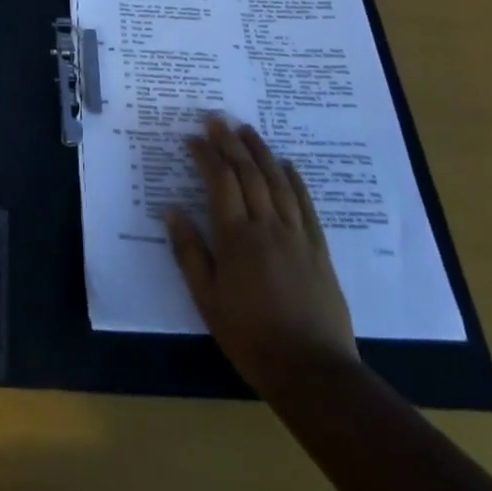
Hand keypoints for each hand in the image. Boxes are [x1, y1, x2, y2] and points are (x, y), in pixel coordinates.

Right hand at [165, 113, 358, 392]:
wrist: (312, 370)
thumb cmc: (250, 337)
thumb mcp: (207, 299)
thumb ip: (189, 252)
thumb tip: (172, 211)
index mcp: (236, 238)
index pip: (220, 183)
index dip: (206, 156)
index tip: (193, 138)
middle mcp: (267, 227)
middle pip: (248, 174)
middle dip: (230, 143)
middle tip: (217, 119)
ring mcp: (297, 236)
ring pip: (277, 182)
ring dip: (261, 152)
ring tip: (247, 130)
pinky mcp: (319, 249)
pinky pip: (306, 205)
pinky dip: (295, 180)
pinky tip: (287, 165)